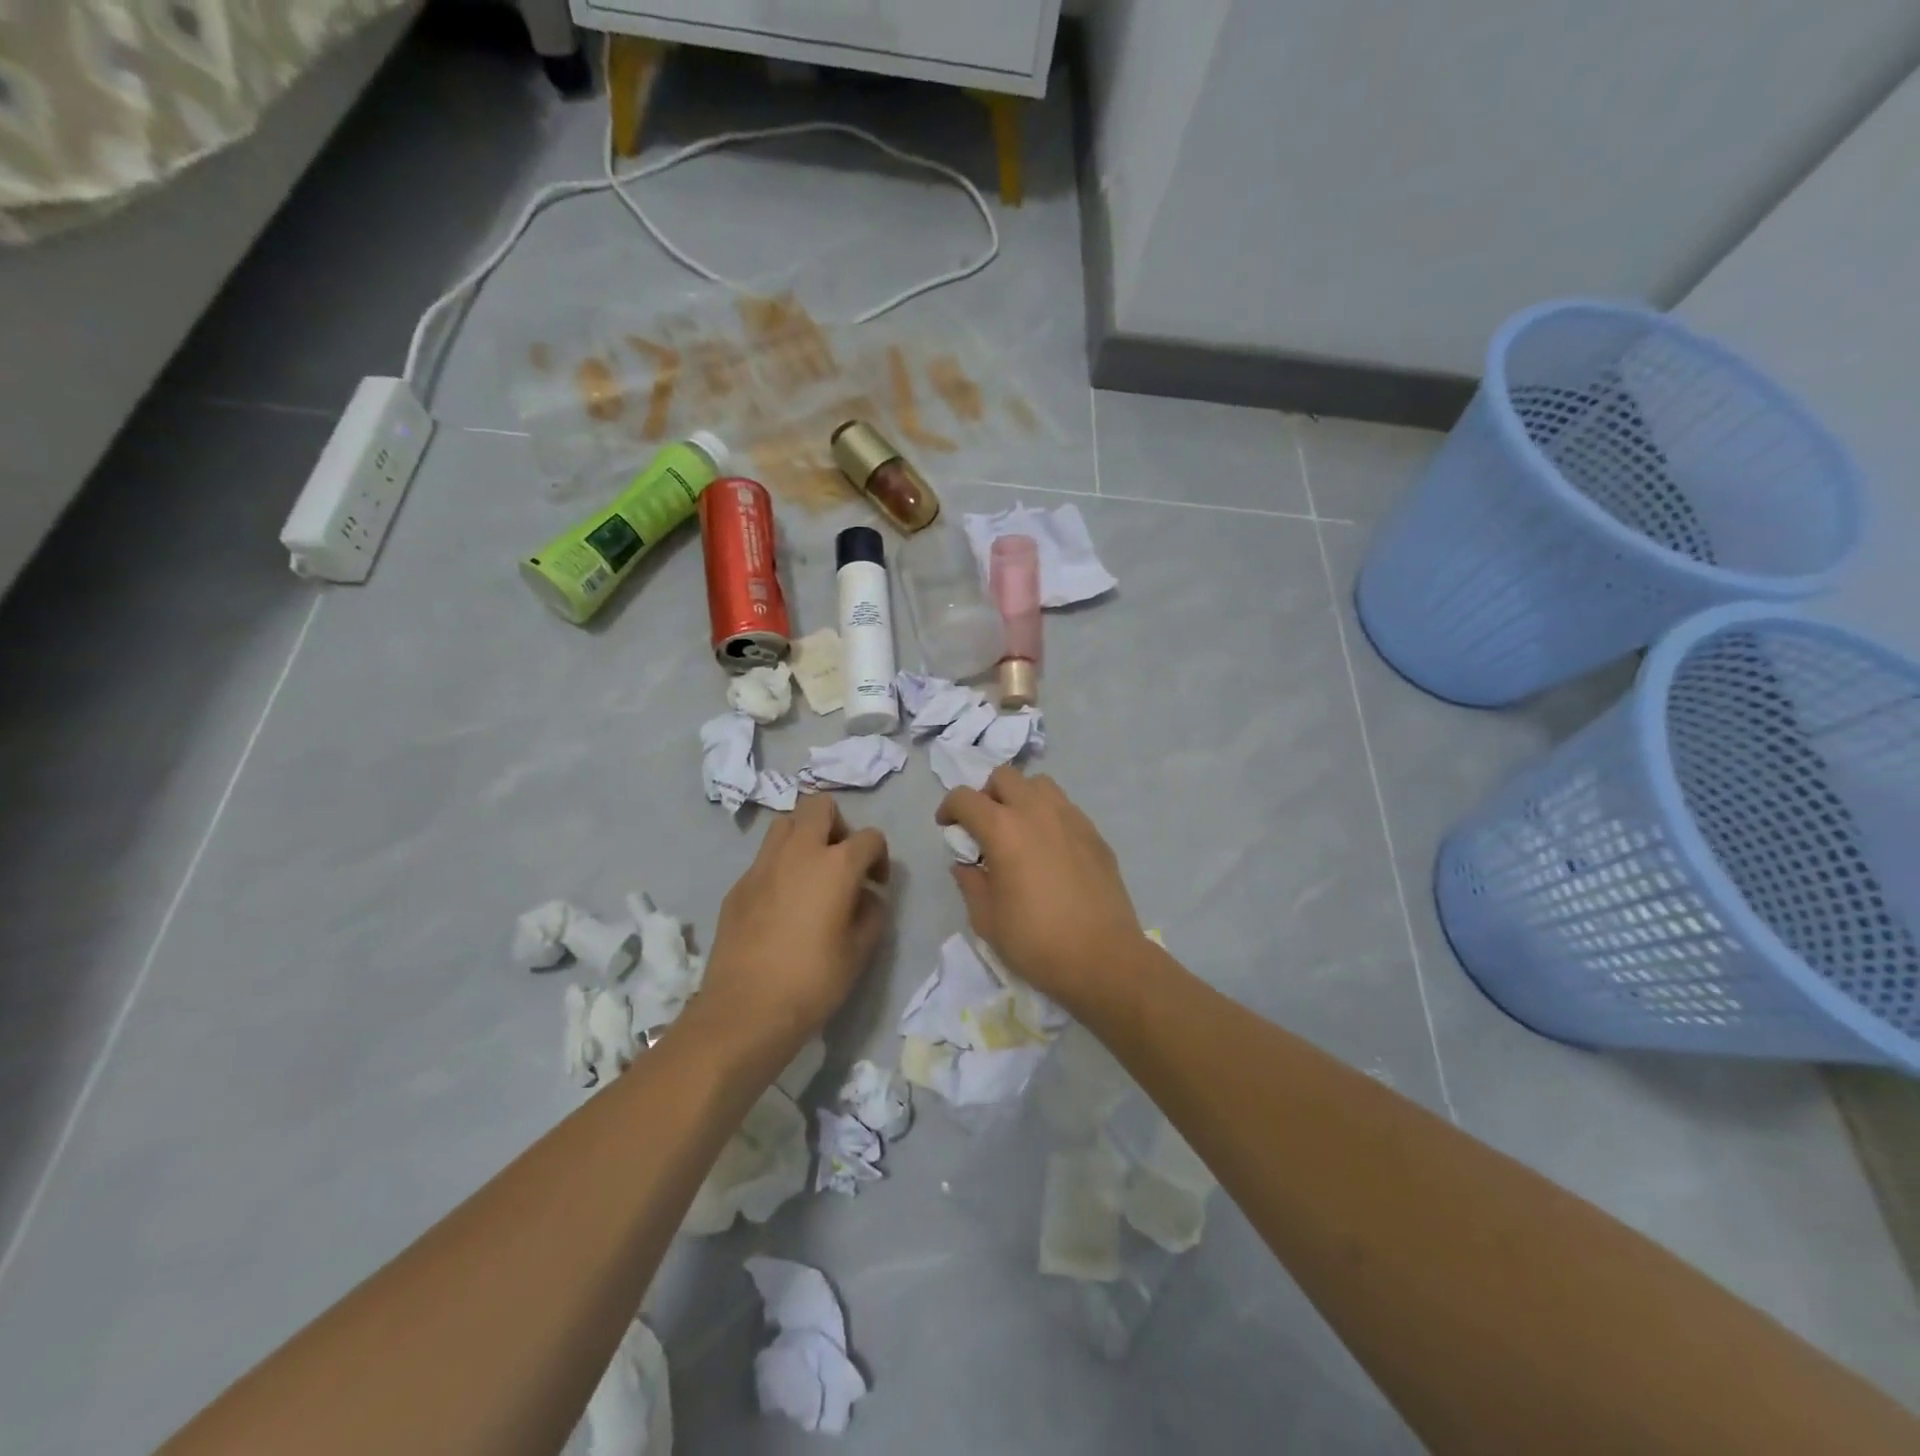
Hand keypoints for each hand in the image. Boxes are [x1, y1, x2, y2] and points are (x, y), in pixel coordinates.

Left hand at [697, 795, 890, 1058]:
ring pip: (785, 824)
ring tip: (810, 874)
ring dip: (803, 838)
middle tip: (841, 861)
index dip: (879, 857)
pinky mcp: (738, 886)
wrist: (746, 1010)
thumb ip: (872, 912)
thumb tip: (866, 896)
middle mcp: (798, 852)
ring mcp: (762, 866)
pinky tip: (782, 904)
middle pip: (819, 806)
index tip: (876, 885)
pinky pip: (764, 859)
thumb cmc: (814, 981)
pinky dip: (779, 867)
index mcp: (836, 865)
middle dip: (837, 825)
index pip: (869, 837)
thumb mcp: (861, 951)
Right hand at [936, 767, 1142, 1017]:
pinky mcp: (1094, 833)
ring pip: (1039, 785)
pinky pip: (1065, 808)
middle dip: (987, 795)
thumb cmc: (1036, 942)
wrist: (1103, 959)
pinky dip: (1049, 816)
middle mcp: (1037, 812)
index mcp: (1003, 829)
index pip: (965, 798)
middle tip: (984, 826)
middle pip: (1004, 777)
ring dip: (1021, 798)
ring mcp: (1071, 818)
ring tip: (1019, 830)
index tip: (948, 828)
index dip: (949, 808)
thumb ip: (970, 882)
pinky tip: (1050, 850)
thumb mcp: (987, 920)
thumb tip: (966, 864)